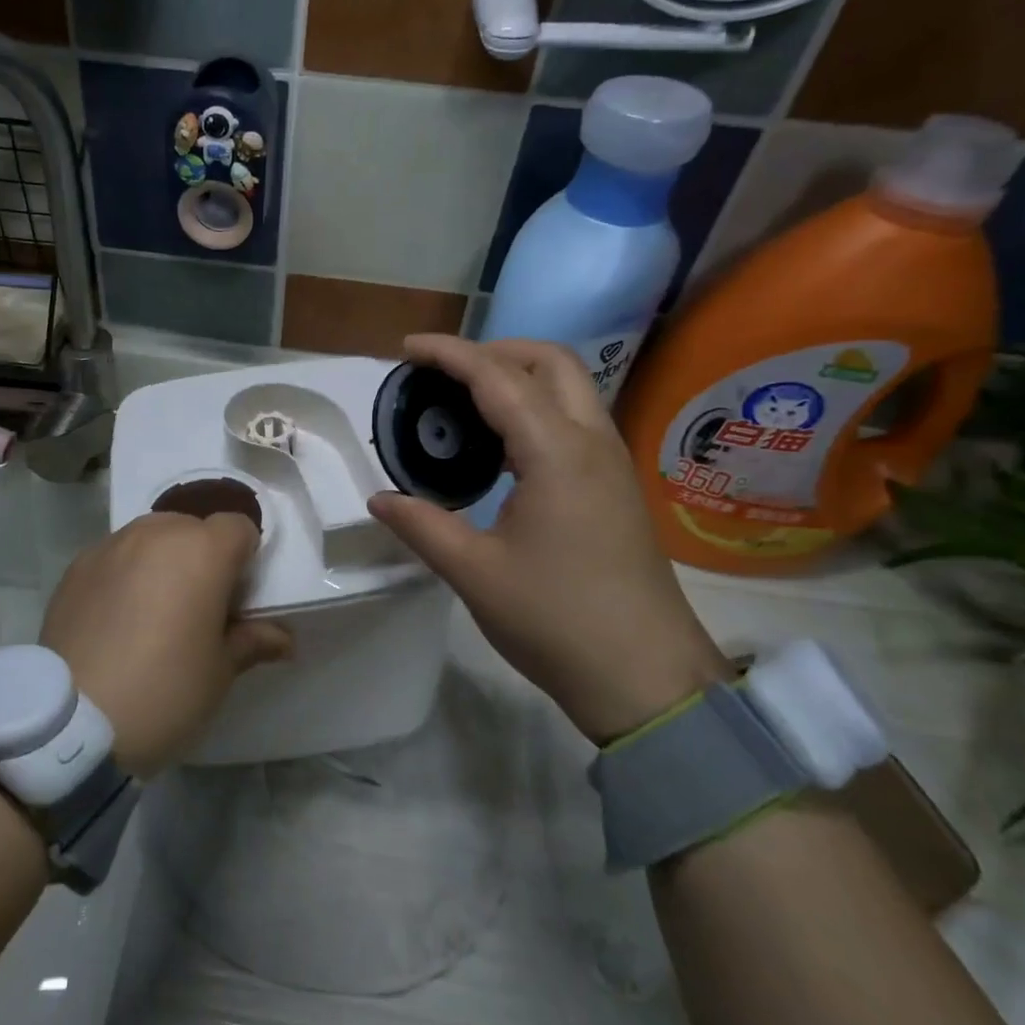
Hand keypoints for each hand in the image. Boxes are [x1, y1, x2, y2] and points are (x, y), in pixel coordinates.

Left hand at [40, 512, 291, 777]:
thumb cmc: (165, 692)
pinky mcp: (76, 567)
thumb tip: (283, 638)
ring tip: (155, 609)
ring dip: (163, 560)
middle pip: (192, 527)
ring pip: (151, 536)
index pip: (238, 526)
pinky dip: (126, 573)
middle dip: (203, 556)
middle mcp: (156, 534)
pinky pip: (115, 555)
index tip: (238, 595)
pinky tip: (117, 617)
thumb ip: (252, 641)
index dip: (245, 556)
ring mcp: (110, 546)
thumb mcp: (220, 672)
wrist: (72, 724)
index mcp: (201, 551)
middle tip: (198, 605)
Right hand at [368, 335, 729, 743]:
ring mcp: (611, 464)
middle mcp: (592, 443)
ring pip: (570, 389)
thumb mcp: (474, 572)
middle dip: (495, 350)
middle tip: (444, 372)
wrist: (644, 675)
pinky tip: (501, 447)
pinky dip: (535, 409)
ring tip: (465, 402)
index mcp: (557, 453)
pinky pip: (575, 422)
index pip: (497, 378)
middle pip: (551, 362)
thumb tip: (380, 499)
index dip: (450, 354)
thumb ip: (422, 525)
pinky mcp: (616, 488)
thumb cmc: (555, 620)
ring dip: (519, 377)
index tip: (407, 348)